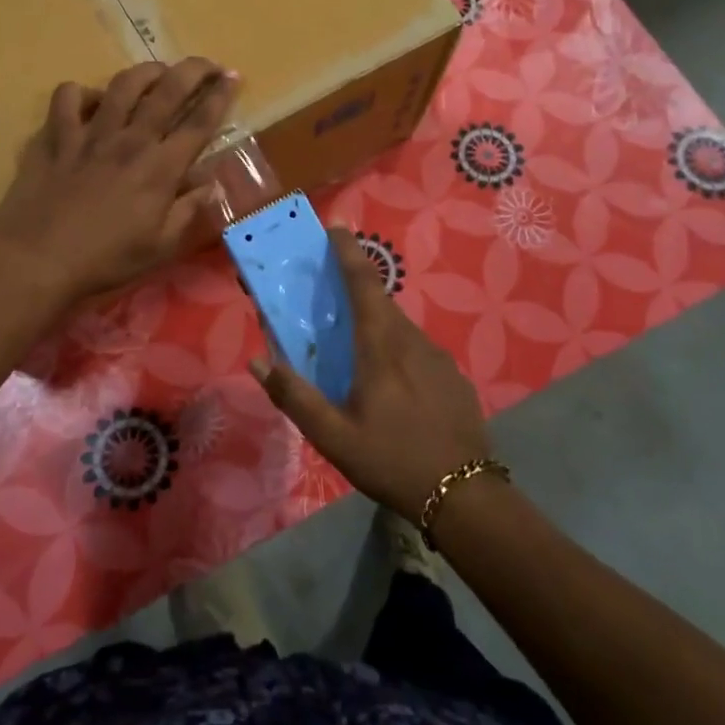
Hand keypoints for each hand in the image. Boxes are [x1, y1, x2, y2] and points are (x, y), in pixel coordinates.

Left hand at [0, 59, 237, 306]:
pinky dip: (81, 93)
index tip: (233, 77)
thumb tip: (212, 184)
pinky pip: (67, 98)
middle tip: (208, 63)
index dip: (220, 96)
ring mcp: (90, 134)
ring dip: (146, 72)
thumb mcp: (160, 246)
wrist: (37, 262)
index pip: (200, 122)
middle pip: (168, 90)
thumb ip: (189, 210)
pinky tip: (89, 102)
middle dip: (194, 70)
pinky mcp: (55, 137)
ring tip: (157, 72)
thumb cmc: (105, 260)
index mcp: (161, 168)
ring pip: (122, 84)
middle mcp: (130, 140)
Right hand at [251, 228, 491, 523]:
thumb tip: (259, 360)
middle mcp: (412, 340)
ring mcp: (439, 357)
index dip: (347, 251)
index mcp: (381, 345)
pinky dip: (397, 351)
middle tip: (329, 299)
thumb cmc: (392, 460)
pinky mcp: (454, 377)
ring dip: (375, 326)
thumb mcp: (333, 436)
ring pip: (399, 328)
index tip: (335, 227)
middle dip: (355, 290)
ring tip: (355, 352)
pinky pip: (417, 351)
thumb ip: (294, 396)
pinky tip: (391, 387)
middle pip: (380, 302)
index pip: (363, 282)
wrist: (465, 496)